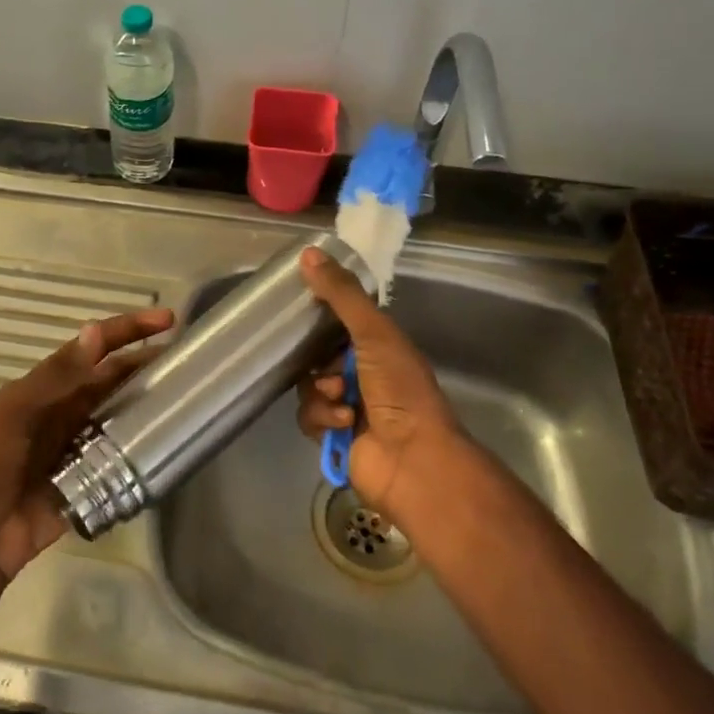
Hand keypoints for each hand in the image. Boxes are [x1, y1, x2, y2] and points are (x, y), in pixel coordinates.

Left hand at [0, 307, 173, 585]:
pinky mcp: (88, 480)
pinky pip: (120, 458)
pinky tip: (168, 445)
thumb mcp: (16, 412)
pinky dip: (141, 450)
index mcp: (47, 388)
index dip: (128, 330)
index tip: (168, 319)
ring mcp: (78, 446)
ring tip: (188, 399)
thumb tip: (96, 330)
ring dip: (147, 406)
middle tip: (189, 362)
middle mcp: (66, 410)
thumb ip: (58, 375)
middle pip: (113, 380)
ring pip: (120, 416)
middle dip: (145, 365)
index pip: (94, 349)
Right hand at [295, 248, 464, 525]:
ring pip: (309, 385)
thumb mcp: (374, 333)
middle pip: (318, 355)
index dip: (320, 317)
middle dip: (318, 360)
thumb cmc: (400, 389)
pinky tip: (342, 422)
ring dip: (320, 391)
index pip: (340, 323)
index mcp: (379, 347)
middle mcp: (364, 373)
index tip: (299, 307)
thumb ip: (342, 295)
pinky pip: (308, 416)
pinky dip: (322, 417)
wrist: (413, 460)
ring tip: (341, 399)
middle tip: (325, 365)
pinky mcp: (333, 435)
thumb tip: (308, 252)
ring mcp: (348, 405)